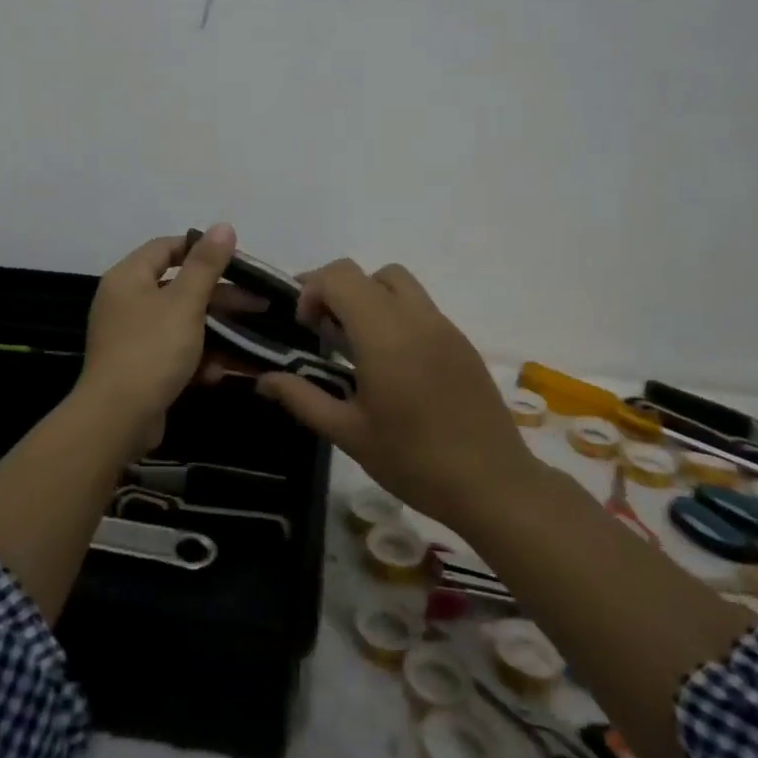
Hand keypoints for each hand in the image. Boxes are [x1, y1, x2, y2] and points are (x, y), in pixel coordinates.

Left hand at [77, 225, 236, 446]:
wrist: (118, 418)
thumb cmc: (152, 349)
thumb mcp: (185, 302)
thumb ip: (206, 264)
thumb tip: (224, 226)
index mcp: (128, 277)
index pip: (166, 247)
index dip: (201, 249)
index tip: (237, 260)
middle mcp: (126, 302)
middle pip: (179, 287)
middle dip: (220, 297)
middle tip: (259, 303)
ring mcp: (131, 337)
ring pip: (182, 323)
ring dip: (216, 331)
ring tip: (252, 339)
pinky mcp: (140, 368)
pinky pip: (174, 352)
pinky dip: (198, 358)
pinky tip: (221, 371)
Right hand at [257, 260, 532, 524]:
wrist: (493, 484)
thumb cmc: (414, 460)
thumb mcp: (349, 433)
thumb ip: (303, 398)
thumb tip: (264, 379)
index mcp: (385, 333)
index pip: (341, 276)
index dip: (313, 289)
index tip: (305, 327)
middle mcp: (416, 318)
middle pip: (370, 273)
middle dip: (339, 291)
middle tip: (326, 332)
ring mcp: (445, 328)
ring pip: (400, 285)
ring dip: (371, 299)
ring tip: (358, 346)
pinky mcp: (462, 343)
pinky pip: (422, 309)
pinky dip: (397, 317)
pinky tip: (393, 365)